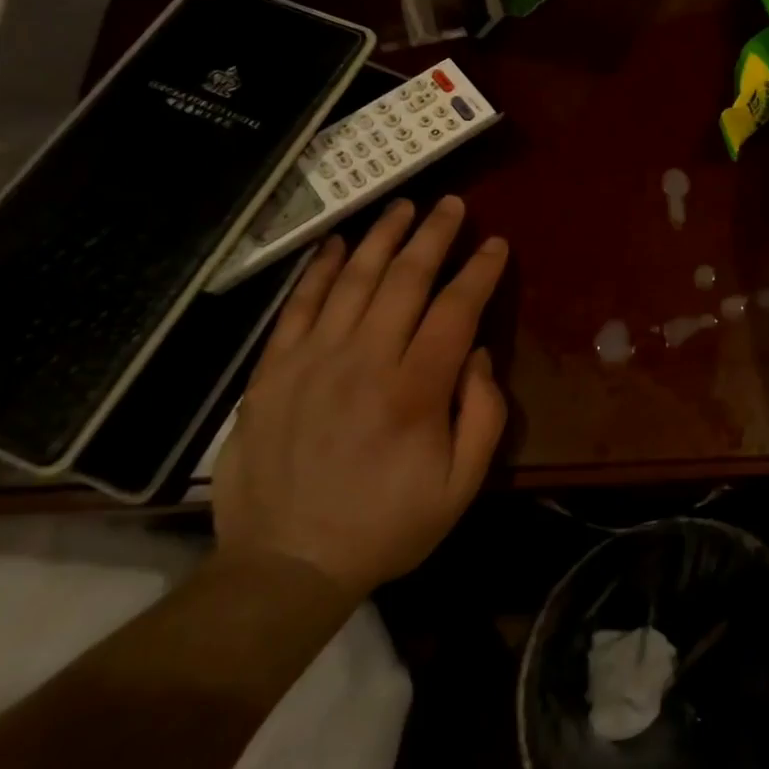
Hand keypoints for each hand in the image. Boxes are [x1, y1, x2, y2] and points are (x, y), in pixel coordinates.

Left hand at [213, 196, 508, 602]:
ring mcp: (314, 361)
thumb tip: (476, 353)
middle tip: (451, 204)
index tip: (495, 243)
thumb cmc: (386, 524)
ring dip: (382, 238)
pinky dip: (320, 270)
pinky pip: (298, 306)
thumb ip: (483, 415)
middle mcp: (366, 361)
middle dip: (433, 235)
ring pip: (354, 281)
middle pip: (406, 280)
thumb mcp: (461, 486)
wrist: (286, 564)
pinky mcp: (274, 371)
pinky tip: (339, 243)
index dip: (479, 271)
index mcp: (416, 391)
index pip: (456, 309)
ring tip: (402, 206)